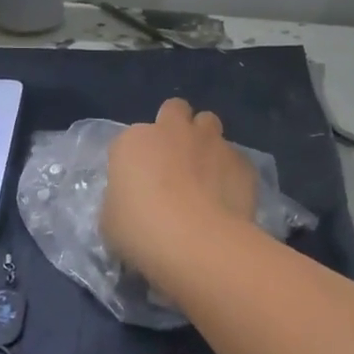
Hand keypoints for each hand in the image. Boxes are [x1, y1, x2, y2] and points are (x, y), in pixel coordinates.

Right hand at [101, 99, 259, 284]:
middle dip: (174, 128)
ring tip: (204, 173)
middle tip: (172, 161)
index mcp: (134, 141)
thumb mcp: (111, 219)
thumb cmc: (141, 231)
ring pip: (209, 123)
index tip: (136, 184)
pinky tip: (227, 198)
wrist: (197, 243)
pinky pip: (235, 159)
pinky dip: (230, 172)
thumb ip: (122, 198)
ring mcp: (211, 142)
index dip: (134, 159)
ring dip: (205, 141)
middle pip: (174, 111)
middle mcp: (173, 131)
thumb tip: (134, 200)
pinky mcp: (242, 162)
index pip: (129, 139)